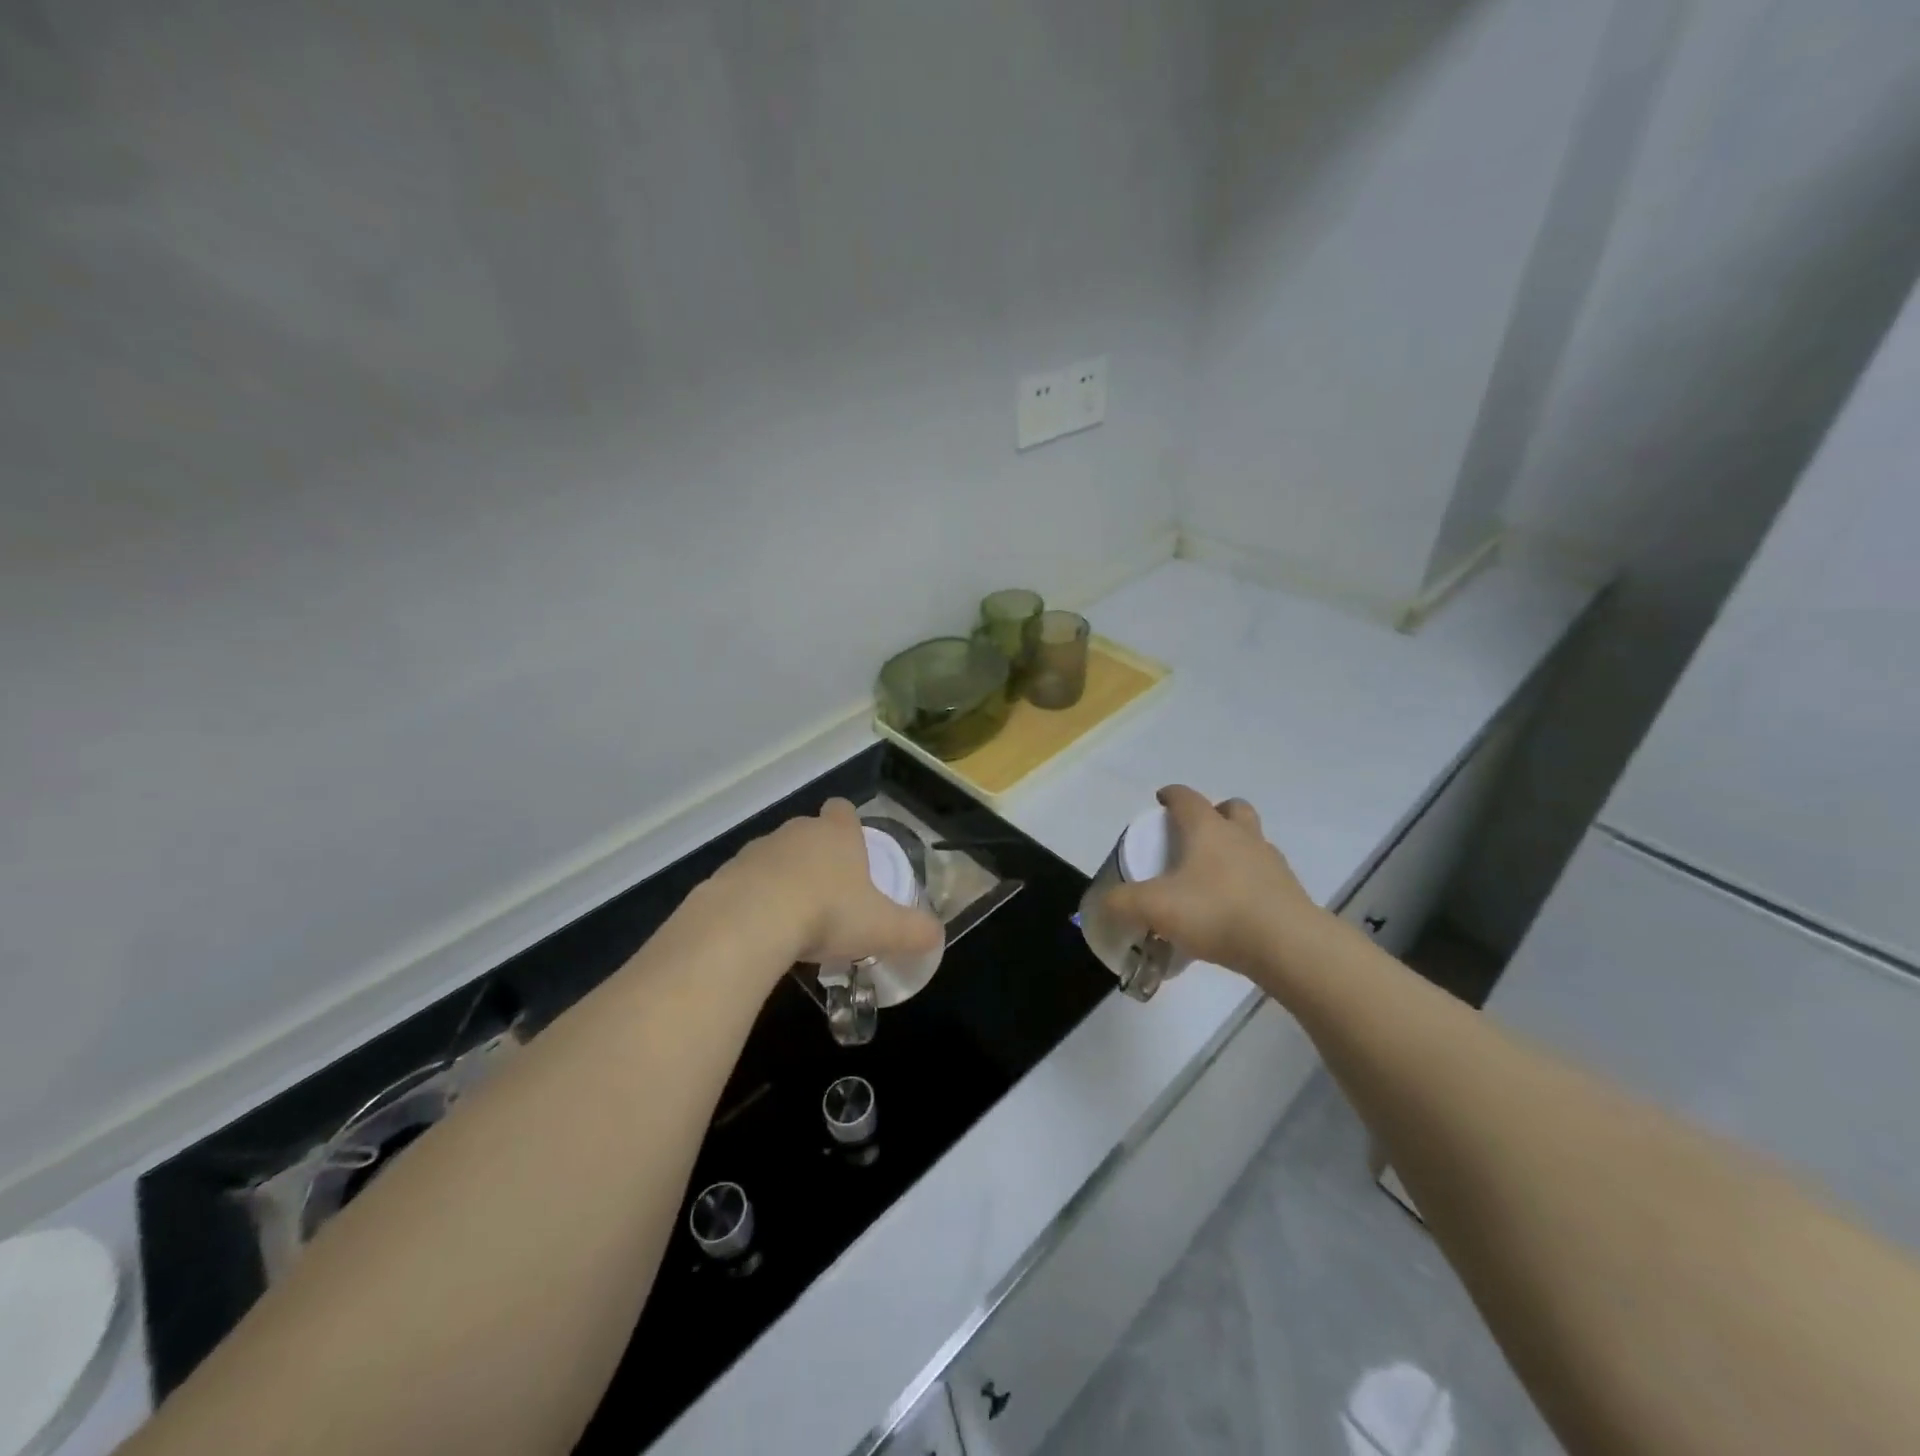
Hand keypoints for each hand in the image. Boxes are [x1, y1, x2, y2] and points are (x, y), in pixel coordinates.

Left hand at [715, 799, 942, 968]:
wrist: (751, 921)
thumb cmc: (828, 912)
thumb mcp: (883, 928)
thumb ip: (914, 931)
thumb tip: (937, 936)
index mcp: (837, 834)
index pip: (843, 810)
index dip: (849, 826)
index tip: (853, 852)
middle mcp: (796, 832)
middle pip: (809, 833)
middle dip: (817, 858)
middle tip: (829, 896)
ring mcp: (757, 850)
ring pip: (775, 858)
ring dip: (783, 880)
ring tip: (793, 920)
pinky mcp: (725, 874)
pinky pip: (745, 883)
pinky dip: (753, 901)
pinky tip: (761, 932)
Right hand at [1103, 784, 1327, 977]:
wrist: (1288, 946)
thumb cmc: (1216, 912)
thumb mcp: (1155, 908)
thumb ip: (1122, 904)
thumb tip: (1104, 903)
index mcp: (1208, 829)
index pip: (1187, 798)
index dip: (1171, 795)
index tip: (1160, 801)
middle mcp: (1242, 836)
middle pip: (1232, 808)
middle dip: (1214, 813)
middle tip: (1195, 834)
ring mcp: (1270, 862)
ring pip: (1252, 840)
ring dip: (1235, 847)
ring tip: (1214, 874)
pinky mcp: (1289, 891)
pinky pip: (1265, 874)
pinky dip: (1249, 881)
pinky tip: (1234, 906)